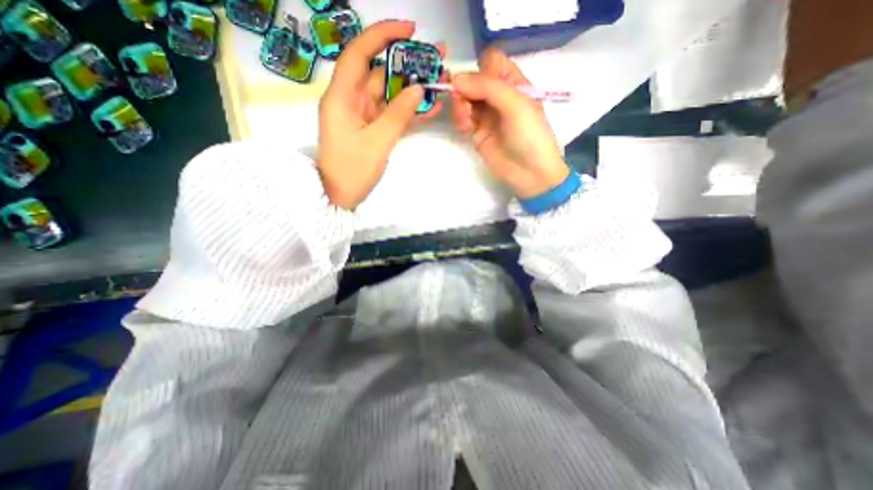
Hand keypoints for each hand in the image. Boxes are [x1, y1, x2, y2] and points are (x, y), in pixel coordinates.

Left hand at [318, 21, 445, 207]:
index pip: (359, 54)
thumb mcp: (377, 142)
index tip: (410, 30)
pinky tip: (429, 106)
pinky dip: (408, 109)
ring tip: (439, 79)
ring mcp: (362, 116)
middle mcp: (351, 100)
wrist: (340, 196)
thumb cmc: (353, 171)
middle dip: (407, 63)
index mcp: (342, 97)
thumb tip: (418, 89)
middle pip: (379, 73)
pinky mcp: (371, 129)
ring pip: (388, 94)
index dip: (383, 36)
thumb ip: (398, 114)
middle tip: (436, 57)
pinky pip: (391, 113)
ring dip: (412, 88)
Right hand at [446, 47, 569, 198]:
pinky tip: (465, 127)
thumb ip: (488, 87)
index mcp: (513, 83)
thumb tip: (455, 78)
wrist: (529, 173)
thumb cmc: (530, 136)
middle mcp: (498, 96)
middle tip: (463, 100)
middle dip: (465, 87)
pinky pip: (462, 117)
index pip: (491, 62)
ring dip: (460, 105)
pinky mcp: (476, 132)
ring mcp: (486, 115)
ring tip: (466, 120)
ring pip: (464, 98)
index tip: (477, 82)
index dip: (481, 67)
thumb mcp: (516, 104)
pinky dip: (460, 118)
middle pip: (473, 80)